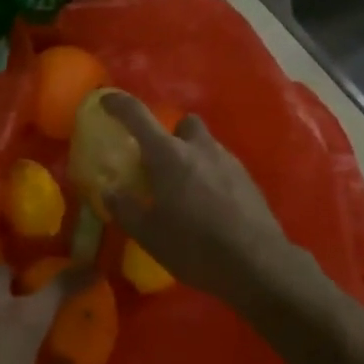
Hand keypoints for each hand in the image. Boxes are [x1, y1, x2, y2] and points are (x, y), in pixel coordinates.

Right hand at [102, 93, 302, 307]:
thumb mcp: (148, 234)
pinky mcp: (248, 180)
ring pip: (206, 145)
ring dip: (193, 157)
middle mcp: (199, 148)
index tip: (106, 99)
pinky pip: (223, 166)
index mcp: (168, 154)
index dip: (119, 104)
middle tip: (160, 161)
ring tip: (185, 189)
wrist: (257, 264)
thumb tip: (110, 190)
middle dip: (171, 134)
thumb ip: (125, 208)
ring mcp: (228, 161)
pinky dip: (211, 176)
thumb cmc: (194, 245)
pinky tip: (209, 205)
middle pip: (184, 123)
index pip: (137, 115)